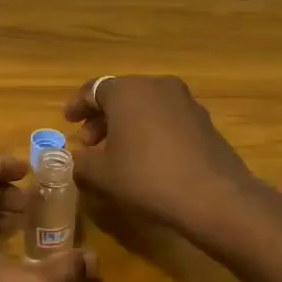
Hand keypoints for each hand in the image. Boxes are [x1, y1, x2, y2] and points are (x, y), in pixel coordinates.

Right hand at [63, 76, 256, 233]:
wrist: (213, 195)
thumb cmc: (147, 177)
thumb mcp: (102, 174)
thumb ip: (80, 163)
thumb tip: (71, 160)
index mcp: (127, 90)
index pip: (94, 89)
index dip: (78, 106)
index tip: (68, 122)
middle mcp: (157, 85)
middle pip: (121, 95)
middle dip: (102, 118)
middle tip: (90, 143)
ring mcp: (185, 101)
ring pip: (146, 106)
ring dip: (127, 125)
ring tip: (118, 153)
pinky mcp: (204, 120)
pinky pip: (167, 118)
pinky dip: (151, 131)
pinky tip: (148, 158)